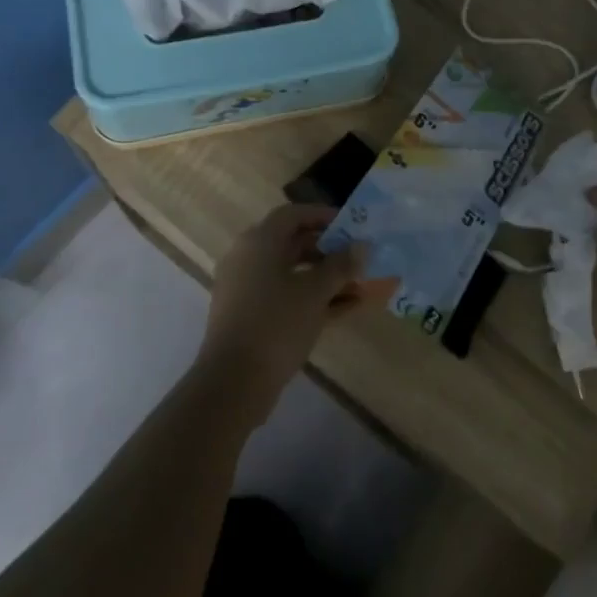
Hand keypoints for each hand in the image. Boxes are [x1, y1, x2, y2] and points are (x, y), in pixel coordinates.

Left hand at [193, 204, 380, 425]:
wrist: (234, 382)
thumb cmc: (276, 323)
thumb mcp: (315, 292)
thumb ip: (341, 266)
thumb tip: (362, 247)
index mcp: (259, 241)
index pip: (293, 214)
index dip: (323, 216)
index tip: (352, 225)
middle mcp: (249, 257)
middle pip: (293, 243)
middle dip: (328, 250)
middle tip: (358, 257)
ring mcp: (247, 288)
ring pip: (292, 273)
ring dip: (325, 278)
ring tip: (360, 286)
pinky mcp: (250, 316)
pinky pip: (286, 296)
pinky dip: (312, 299)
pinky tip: (346, 310)